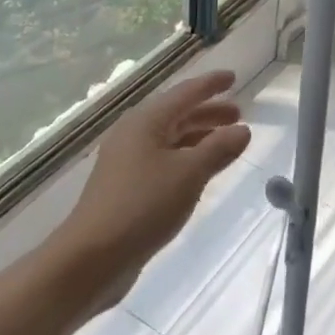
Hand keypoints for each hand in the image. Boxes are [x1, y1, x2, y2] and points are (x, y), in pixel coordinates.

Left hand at [52, 70, 252, 305]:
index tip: (233, 77)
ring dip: (199, 136)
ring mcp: (127, 161)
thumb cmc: (143, 205)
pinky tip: (201, 172)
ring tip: (227, 142)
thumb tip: (243, 130)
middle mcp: (134, 134)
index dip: (210, 84)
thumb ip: (218, 149)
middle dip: (208, 112)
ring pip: (170, 138)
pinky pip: (163, 160)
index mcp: (146, 121)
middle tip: (238, 114)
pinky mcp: (126, 187)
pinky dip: (186, 158)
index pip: (185, 93)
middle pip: (177, 114)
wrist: (92, 257)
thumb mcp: (189, 174)